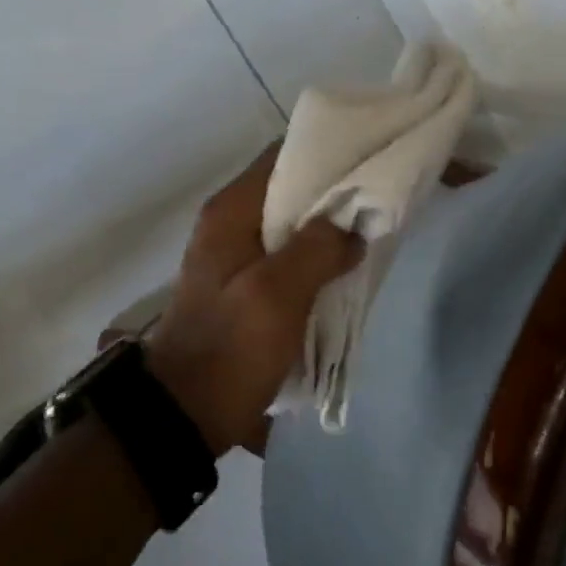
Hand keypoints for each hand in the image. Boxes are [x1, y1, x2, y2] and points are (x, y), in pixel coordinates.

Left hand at [145, 146, 363, 454]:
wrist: (185, 414)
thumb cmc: (230, 348)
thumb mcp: (277, 295)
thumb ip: (317, 250)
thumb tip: (353, 226)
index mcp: (231, 211)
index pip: (282, 156)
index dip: (326, 151)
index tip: (369, 154)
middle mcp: (231, 222)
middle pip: (290, 188)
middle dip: (333, 191)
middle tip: (379, 194)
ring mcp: (237, 254)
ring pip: (292, 223)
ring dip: (328, 225)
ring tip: (371, 226)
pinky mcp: (246, 284)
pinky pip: (288, 254)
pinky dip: (316, 254)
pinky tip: (347, 264)